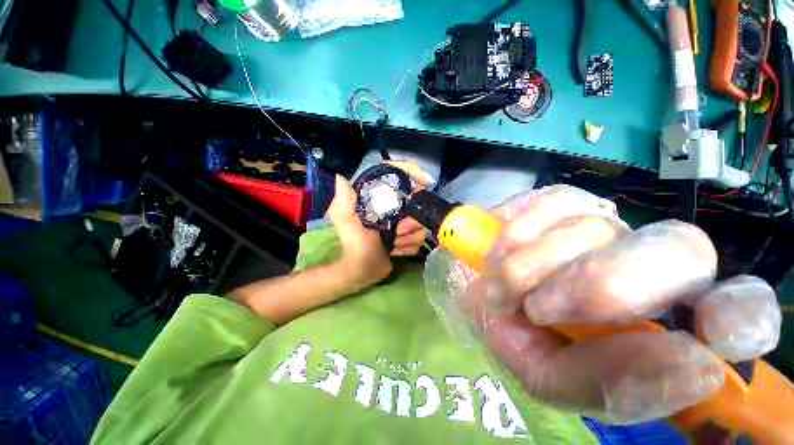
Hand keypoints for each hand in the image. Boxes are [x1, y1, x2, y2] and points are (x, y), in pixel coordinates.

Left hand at [326, 161, 432, 291]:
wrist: (361, 271)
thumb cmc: (353, 247)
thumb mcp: (346, 224)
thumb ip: (342, 204)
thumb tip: (339, 179)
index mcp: (378, 197)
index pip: (397, 173)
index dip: (413, 171)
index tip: (427, 182)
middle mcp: (392, 206)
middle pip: (417, 204)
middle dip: (409, 224)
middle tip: (396, 233)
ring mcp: (402, 221)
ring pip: (421, 224)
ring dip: (408, 239)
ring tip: (393, 244)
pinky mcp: (407, 235)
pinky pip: (420, 238)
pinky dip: (409, 247)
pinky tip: (395, 250)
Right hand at [428, 185, 781, 425]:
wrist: (475, 290)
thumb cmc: (514, 334)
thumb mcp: (549, 377)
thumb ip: (608, 384)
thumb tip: (694, 363)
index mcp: (658, 321)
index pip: (739, 308)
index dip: (741, 313)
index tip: (716, 331)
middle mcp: (644, 262)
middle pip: (677, 250)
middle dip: (599, 286)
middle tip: (538, 311)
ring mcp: (602, 221)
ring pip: (594, 228)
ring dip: (530, 268)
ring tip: (502, 293)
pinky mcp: (559, 199)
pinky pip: (550, 205)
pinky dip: (515, 237)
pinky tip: (496, 258)